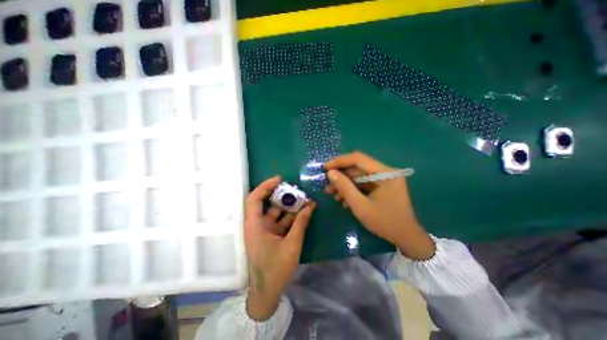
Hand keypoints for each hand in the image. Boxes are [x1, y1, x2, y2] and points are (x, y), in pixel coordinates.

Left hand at [243, 176, 315, 318]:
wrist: (267, 293)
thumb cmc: (276, 269)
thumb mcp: (291, 245)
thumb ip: (301, 224)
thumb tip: (310, 206)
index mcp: (255, 225)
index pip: (254, 198)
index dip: (265, 186)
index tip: (280, 179)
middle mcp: (257, 224)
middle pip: (267, 203)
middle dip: (282, 195)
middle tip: (296, 189)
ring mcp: (265, 229)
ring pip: (276, 212)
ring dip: (289, 206)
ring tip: (305, 199)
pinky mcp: (271, 234)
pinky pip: (281, 221)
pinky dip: (291, 217)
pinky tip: (304, 212)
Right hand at [325, 151, 433, 259]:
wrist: (406, 238)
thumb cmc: (385, 223)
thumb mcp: (361, 206)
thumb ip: (345, 188)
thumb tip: (330, 173)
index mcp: (385, 173)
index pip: (358, 159)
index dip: (340, 161)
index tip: (325, 168)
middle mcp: (386, 172)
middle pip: (358, 168)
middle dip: (341, 176)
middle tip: (327, 185)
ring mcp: (384, 179)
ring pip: (359, 176)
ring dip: (345, 184)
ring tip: (332, 194)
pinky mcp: (382, 186)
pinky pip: (364, 184)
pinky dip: (352, 190)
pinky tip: (344, 200)